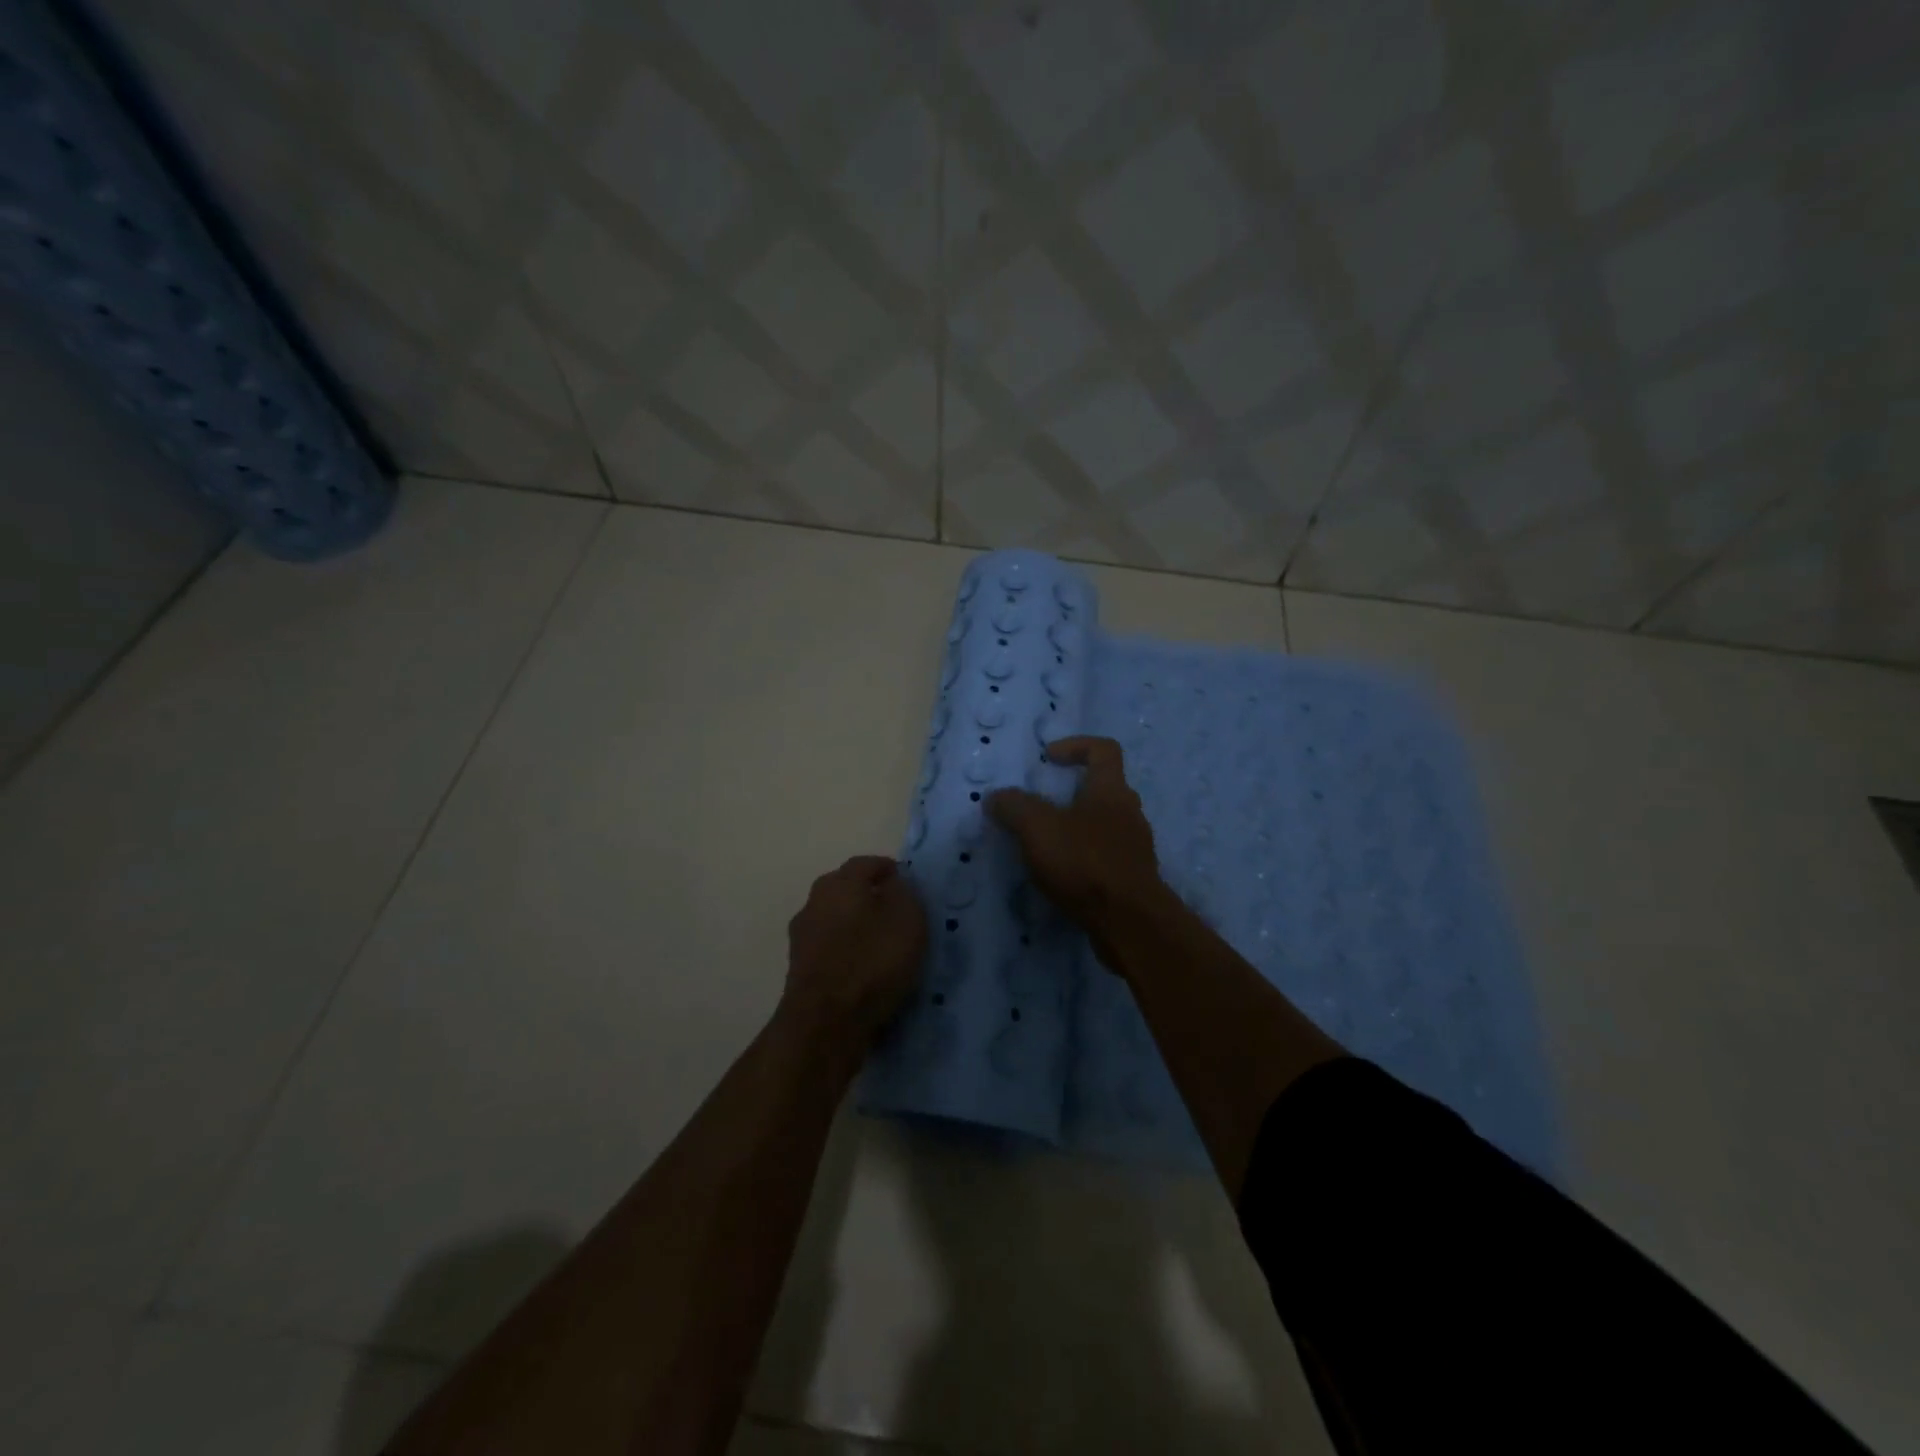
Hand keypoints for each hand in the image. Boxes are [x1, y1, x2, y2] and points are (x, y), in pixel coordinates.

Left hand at [782, 855, 926, 1047]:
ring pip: (834, 919)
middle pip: (845, 889)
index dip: (887, 869)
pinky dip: (845, 952)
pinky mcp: (799, 968)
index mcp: (840, 882)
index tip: (906, 881)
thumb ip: (903, 893)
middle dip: (868, 895)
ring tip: (880, 942)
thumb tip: (893, 884)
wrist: (826, 1021)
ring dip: (854, 925)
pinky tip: (862, 968)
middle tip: (893, 911)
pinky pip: (829, 949)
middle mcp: (814, 901)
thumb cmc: (873, 961)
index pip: (865, 863)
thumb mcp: (907, 919)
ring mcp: (802, 936)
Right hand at [986, 736, 1160, 944]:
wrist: (1131, 923)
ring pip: (1106, 825)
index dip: (1076, 745)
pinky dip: (1085, 858)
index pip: (1104, 749)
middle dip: (1073, 792)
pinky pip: (1107, 857)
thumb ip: (1014, 807)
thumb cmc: (1085, 864)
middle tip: (1043, 807)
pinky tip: (1063, 876)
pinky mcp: (1134, 879)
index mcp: (1111, 791)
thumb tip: (996, 797)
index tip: (1048, 758)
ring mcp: (1136, 848)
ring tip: (1048, 845)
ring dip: (1078, 828)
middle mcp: (1130, 813)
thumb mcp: (1038, 828)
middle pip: (1105, 788)